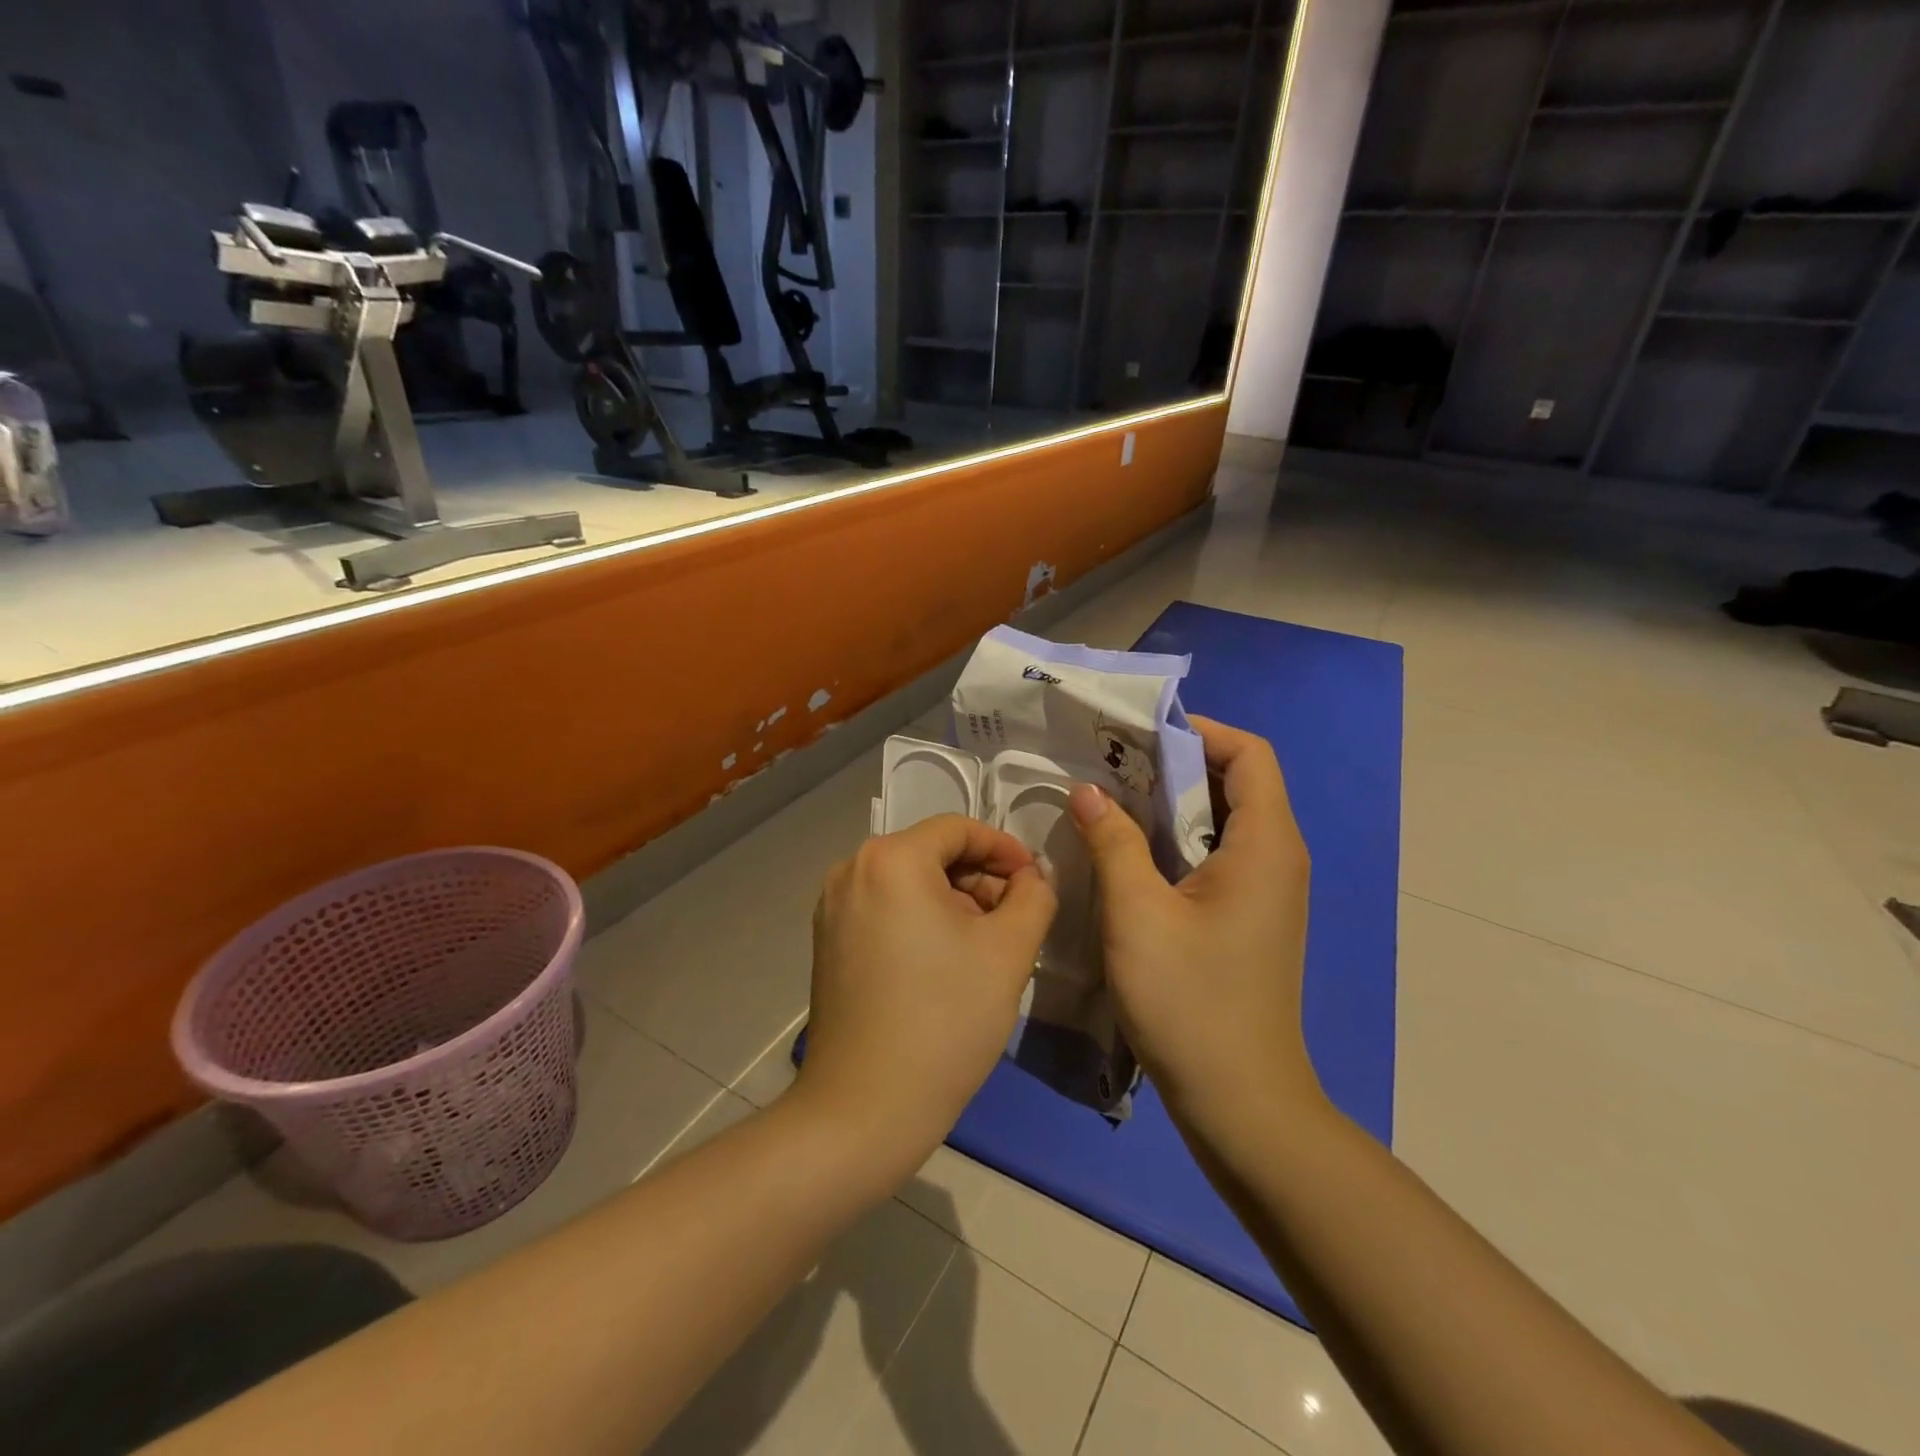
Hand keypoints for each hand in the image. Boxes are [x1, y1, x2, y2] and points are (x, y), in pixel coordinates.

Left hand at [794, 814, 1057, 1179]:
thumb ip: (1033, 897)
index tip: (1035, 883)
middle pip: (932, 853)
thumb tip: (1031, 877)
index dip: (1005, 849)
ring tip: (986, 947)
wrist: (864, 1109)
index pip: (959, 829)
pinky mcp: (828, 941)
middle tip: (1015, 921)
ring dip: (954, 902)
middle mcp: (851, 870)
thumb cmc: (944, 1020)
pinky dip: (922, 920)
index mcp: (890, 859)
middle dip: (980, 880)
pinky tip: (946, 963)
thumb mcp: (1009, 951)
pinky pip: (886, 908)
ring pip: (909, 882)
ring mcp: (832, 907)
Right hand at [1067, 717, 1321, 1125]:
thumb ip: (1114, 842)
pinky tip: (1131, 850)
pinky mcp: (1250, 915)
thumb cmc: (1190, 1001)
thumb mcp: (1138, 914)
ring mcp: (1267, 889)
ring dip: (1173, 801)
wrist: (1241, 1099)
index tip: (1136, 734)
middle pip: (1237, 780)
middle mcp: (1278, 857)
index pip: (1249, 753)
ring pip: (1223, 818)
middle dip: (1175, 762)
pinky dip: (1178, 837)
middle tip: (1111, 762)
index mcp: (1266, 844)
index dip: (1198, 731)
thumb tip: (1089, 790)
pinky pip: (1218, 852)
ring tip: (1112, 797)